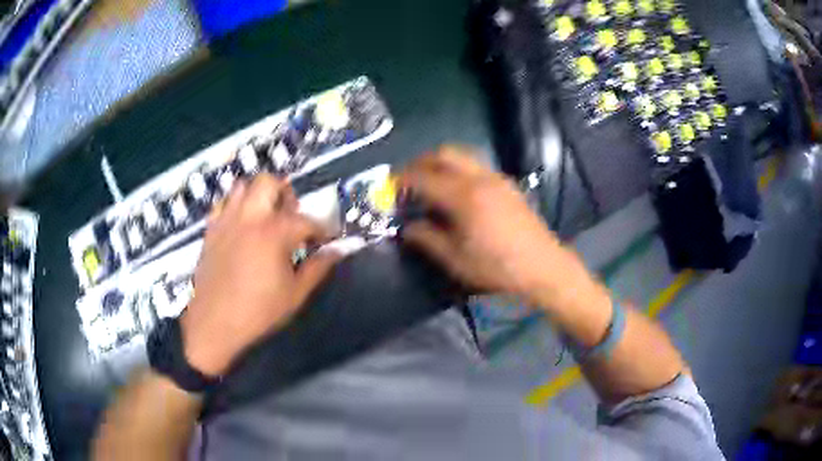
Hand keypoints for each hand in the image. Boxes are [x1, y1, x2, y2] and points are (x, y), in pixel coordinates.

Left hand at [180, 174, 341, 376]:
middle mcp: (250, 217)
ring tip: (266, 216)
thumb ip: (318, 268)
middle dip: (286, 194)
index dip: (322, 229)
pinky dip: (236, 205)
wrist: (214, 323)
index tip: (327, 238)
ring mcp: (227, 220)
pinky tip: (241, 224)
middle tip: (291, 216)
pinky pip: (223, 202)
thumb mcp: (295, 294)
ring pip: (243, 185)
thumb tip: (338, 251)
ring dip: (259, 194)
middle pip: (270, 183)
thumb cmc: (258, 311)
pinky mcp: (211, 229)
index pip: (306, 220)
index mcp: (274, 233)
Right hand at [399, 146, 588, 306]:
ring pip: (463, 155)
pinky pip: (477, 166)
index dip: (402, 180)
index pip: (424, 177)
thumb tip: (408, 227)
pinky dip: (459, 170)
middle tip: (408, 181)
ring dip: (441, 163)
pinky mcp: (508, 184)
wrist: (543, 267)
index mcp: (464, 197)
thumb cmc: (497, 268)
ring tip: (431, 186)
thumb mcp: (456, 260)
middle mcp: (480, 178)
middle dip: (421, 162)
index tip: (389, 189)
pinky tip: (458, 194)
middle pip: (444, 153)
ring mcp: (497, 178)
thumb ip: (427, 239)